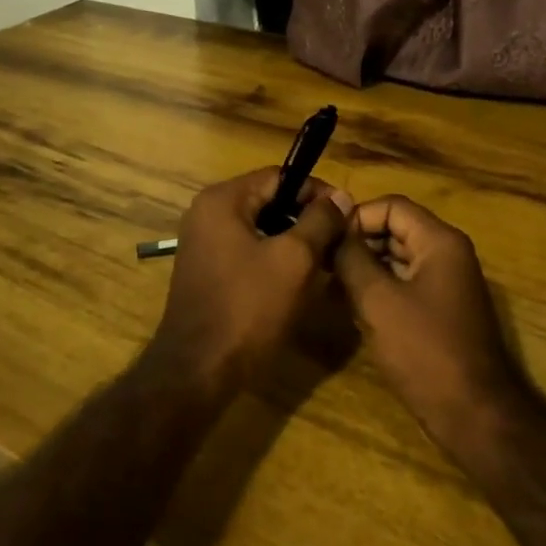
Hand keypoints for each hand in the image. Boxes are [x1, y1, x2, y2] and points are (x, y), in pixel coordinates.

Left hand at [150, 170, 352, 393]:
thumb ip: (320, 221)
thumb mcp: (294, 260)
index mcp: (222, 200)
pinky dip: (273, 258)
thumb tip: (341, 197)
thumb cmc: (248, 308)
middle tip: (339, 240)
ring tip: (324, 261)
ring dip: (292, 240)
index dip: (316, 191)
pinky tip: (296, 281)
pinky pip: (247, 250)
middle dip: (306, 217)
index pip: (279, 177)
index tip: (347, 214)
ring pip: (260, 228)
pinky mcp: (207, 270)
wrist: (199, 369)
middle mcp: (206, 213)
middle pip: (268, 200)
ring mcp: (203, 243)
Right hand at [334, 196, 528, 452]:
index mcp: (439, 242)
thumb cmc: (424, 350)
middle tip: (322, 262)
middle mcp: (447, 254)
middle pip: (395, 228)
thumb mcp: (378, 300)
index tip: (326, 240)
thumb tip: (333, 230)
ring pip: (397, 257)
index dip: (356, 217)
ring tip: (329, 283)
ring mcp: (446, 283)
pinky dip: (378, 286)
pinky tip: (350, 304)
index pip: (392, 206)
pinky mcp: (440, 309)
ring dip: (364, 265)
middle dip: (358, 241)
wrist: (472, 413)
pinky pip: (404, 282)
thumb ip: (352, 258)